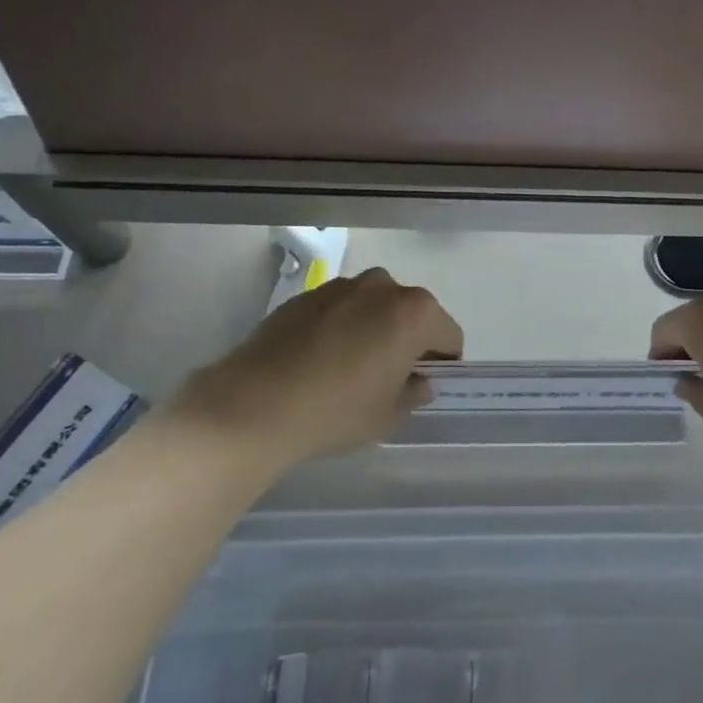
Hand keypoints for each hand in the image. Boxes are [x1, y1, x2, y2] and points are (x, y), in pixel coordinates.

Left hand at [172, 268, 462, 472]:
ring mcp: (340, 286)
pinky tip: (318, 361)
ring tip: (349, 368)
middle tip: (389, 377)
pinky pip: (338, 309)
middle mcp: (382, 287)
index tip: (425, 384)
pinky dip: (339, 327)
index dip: (444, 362)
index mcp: (414, 313)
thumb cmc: (336, 411)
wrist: (254, 404)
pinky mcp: (305, 295)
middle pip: (412, 313)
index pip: (449, 335)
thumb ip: (413, 393)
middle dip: (408, 339)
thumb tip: (417, 381)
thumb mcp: (387, 416)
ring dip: (373, 328)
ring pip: (373, 307)